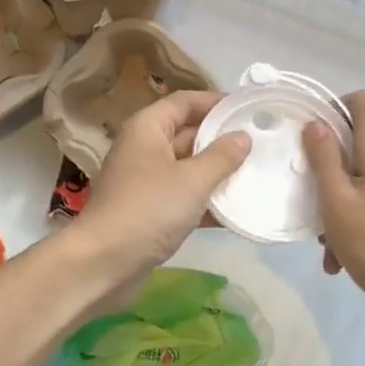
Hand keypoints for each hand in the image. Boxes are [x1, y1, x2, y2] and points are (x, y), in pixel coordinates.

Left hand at [68, 91, 250, 288]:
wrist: (103, 263)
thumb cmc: (148, 209)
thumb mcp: (192, 180)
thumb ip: (221, 157)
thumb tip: (243, 136)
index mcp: (148, 128)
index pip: (185, 102)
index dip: (216, 102)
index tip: (249, 108)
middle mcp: (144, 147)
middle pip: (188, 132)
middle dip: (221, 139)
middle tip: (261, 142)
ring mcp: (145, 180)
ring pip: (187, 167)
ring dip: (217, 172)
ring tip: (257, 174)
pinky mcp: (149, 210)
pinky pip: (183, 195)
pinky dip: (206, 200)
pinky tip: (237, 211)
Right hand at [301, 90, 364, 324]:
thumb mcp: (337, 201)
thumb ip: (323, 159)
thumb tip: (316, 123)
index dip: (336, 106)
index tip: (311, 135)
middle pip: (359, 139)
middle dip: (327, 163)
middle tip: (307, 189)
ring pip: (361, 176)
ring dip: (337, 200)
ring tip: (322, 239)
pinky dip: (354, 219)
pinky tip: (340, 258)